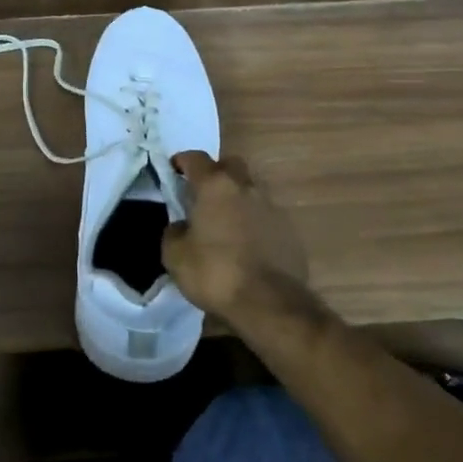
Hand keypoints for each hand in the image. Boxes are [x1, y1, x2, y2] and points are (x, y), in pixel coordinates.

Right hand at [161, 151, 309, 323]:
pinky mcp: (289, 230)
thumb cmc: (215, 272)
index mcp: (215, 185)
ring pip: (251, 189)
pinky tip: (246, 244)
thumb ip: (174, 232)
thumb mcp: (175, 255)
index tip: (174, 170)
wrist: (268, 303)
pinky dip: (254, 222)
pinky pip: (265, 216)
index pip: (196, 158)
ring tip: (225, 222)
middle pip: (230, 165)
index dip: (182, 161)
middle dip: (216, 172)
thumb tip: (181, 226)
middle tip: (203, 193)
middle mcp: (246, 187)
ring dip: (237, 198)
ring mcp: (271, 207)